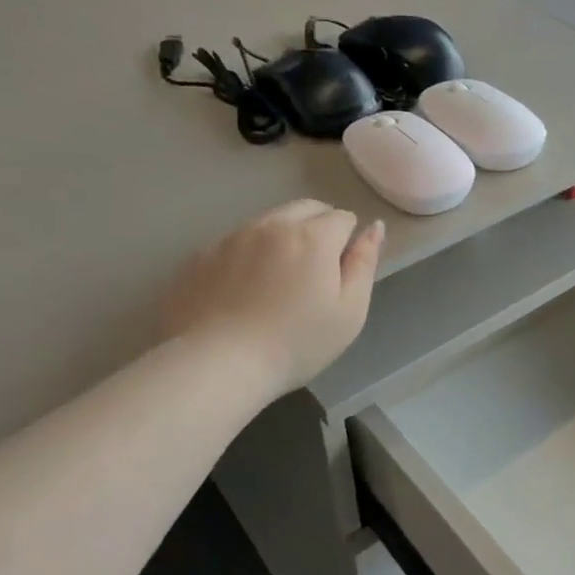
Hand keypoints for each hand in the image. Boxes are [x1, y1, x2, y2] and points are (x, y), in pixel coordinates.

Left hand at [161, 200, 383, 397]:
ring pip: (268, 221)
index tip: (339, 274)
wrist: (216, 366)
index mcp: (313, 236)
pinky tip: (242, 291)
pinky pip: (235, 242)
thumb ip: (364, 264)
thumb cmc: (295, 343)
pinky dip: (247, 255)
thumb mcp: (349, 312)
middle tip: (314, 272)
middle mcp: (272, 224)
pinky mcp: (201, 255)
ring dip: (281, 238)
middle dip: (317, 227)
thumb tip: (374, 227)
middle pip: (305, 208)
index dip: (347, 242)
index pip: (342, 217)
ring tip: (277, 281)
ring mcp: (232, 237)